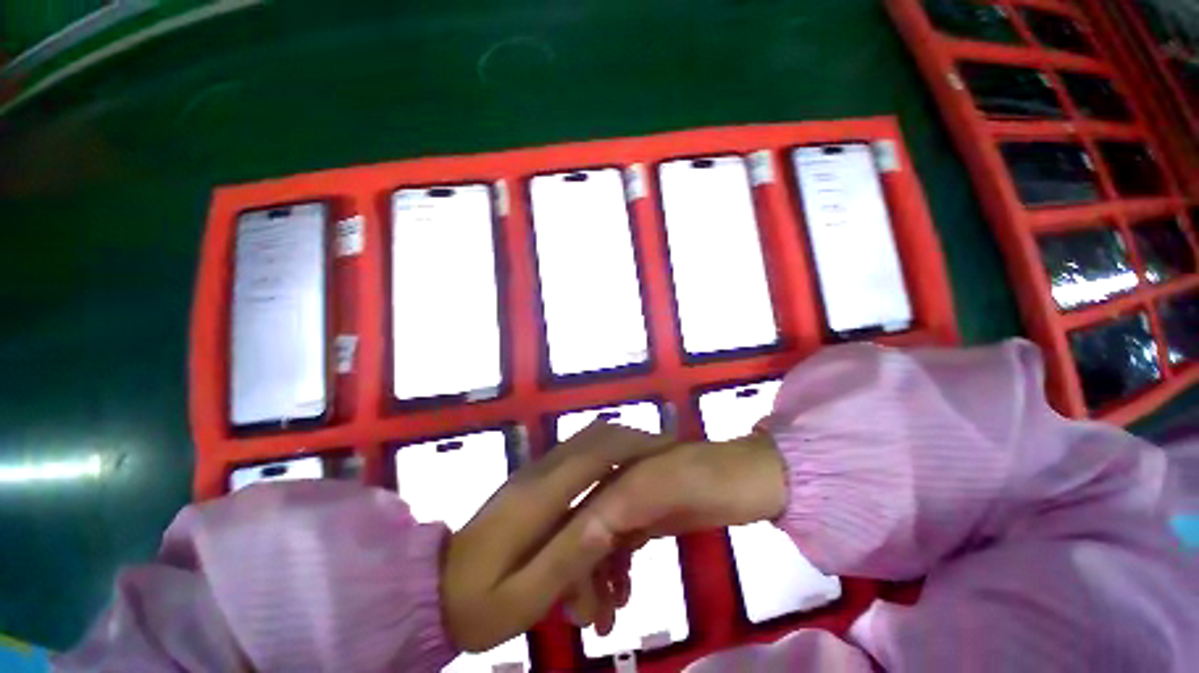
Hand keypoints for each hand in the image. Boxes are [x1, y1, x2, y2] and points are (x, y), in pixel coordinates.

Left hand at [440, 422, 674, 652]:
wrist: (431, 589)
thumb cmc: (477, 604)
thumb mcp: (521, 600)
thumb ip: (565, 560)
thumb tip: (607, 522)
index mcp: (538, 498)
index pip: (594, 454)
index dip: (632, 447)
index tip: (665, 450)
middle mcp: (538, 473)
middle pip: (593, 438)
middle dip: (630, 442)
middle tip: (660, 459)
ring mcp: (533, 474)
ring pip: (585, 445)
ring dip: (616, 454)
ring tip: (640, 477)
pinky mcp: (532, 482)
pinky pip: (575, 460)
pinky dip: (601, 466)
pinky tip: (609, 496)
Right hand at [563, 433, 787, 631]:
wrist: (751, 480)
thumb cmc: (707, 479)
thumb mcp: (660, 485)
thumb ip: (619, 503)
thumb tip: (574, 539)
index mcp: (611, 467)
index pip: (576, 514)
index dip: (569, 555)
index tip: (573, 602)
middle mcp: (614, 482)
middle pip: (583, 530)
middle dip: (581, 574)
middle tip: (590, 621)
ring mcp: (632, 501)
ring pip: (600, 543)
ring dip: (597, 580)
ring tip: (607, 619)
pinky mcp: (648, 518)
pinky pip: (620, 548)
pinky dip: (616, 574)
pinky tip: (622, 596)